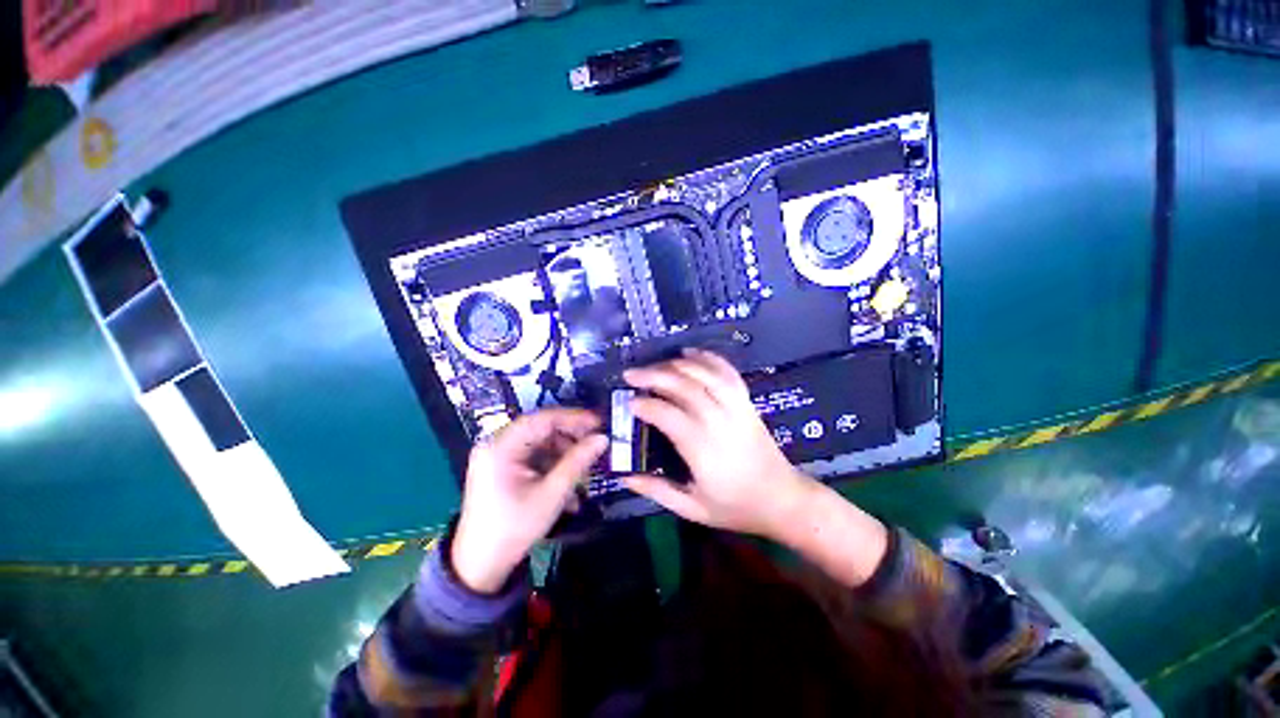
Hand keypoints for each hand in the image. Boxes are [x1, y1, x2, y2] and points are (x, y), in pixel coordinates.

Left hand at [451, 409, 607, 592]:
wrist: (480, 568)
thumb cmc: (514, 529)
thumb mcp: (551, 494)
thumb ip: (578, 462)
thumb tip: (602, 439)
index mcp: (500, 447)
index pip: (542, 419)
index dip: (573, 418)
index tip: (598, 423)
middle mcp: (496, 445)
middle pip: (541, 430)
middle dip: (570, 440)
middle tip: (595, 446)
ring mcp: (498, 457)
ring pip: (540, 444)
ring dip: (564, 456)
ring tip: (584, 473)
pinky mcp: (502, 470)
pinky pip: (534, 458)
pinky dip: (553, 467)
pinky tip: (569, 486)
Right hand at [621, 349, 816, 539]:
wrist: (782, 499)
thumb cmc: (736, 507)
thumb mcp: (693, 509)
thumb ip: (658, 491)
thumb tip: (625, 477)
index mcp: (701, 447)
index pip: (667, 414)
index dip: (645, 405)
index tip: (628, 402)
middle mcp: (718, 420)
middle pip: (683, 386)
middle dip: (653, 375)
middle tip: (631, 374)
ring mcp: (735, 407)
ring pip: (704, 374)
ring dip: (676, 364)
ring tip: (655, 364)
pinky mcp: (746, 402)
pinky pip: (727, 372)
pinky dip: (708, 358)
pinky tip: (691, 353)